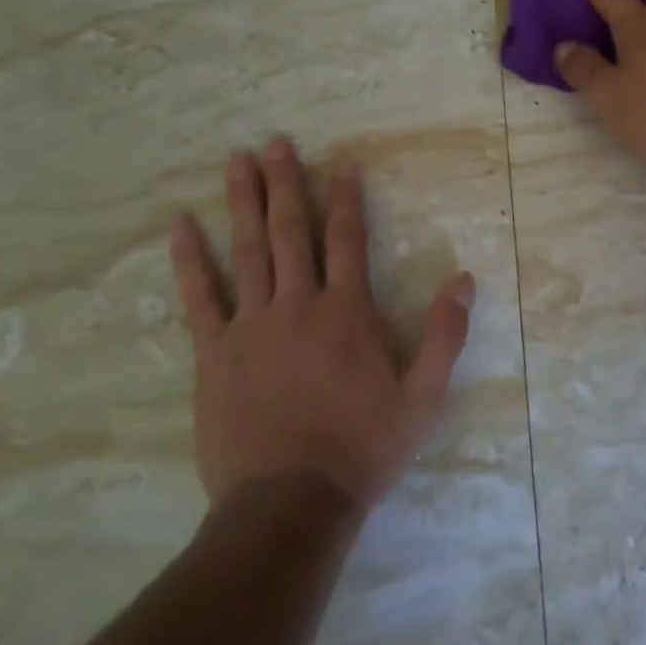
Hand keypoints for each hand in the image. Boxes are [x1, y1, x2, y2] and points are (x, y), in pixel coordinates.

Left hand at [167, 137, 475, 509]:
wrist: (290, 502)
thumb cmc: (363, 450)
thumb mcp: (423, 399)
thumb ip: (445, 336)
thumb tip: (464, 280)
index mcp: (347, 313)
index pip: (347, 239)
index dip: (346, 198)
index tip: (342, 163)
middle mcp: (298, 305)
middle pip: (290, 231)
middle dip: (286, 182)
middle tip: (275, 142)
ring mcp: (251, 326)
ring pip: (246, 250)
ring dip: (243, 202)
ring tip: (237, 160)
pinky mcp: (215, 353)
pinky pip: (200, 297)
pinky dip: (190, 260)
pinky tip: (180, 226)